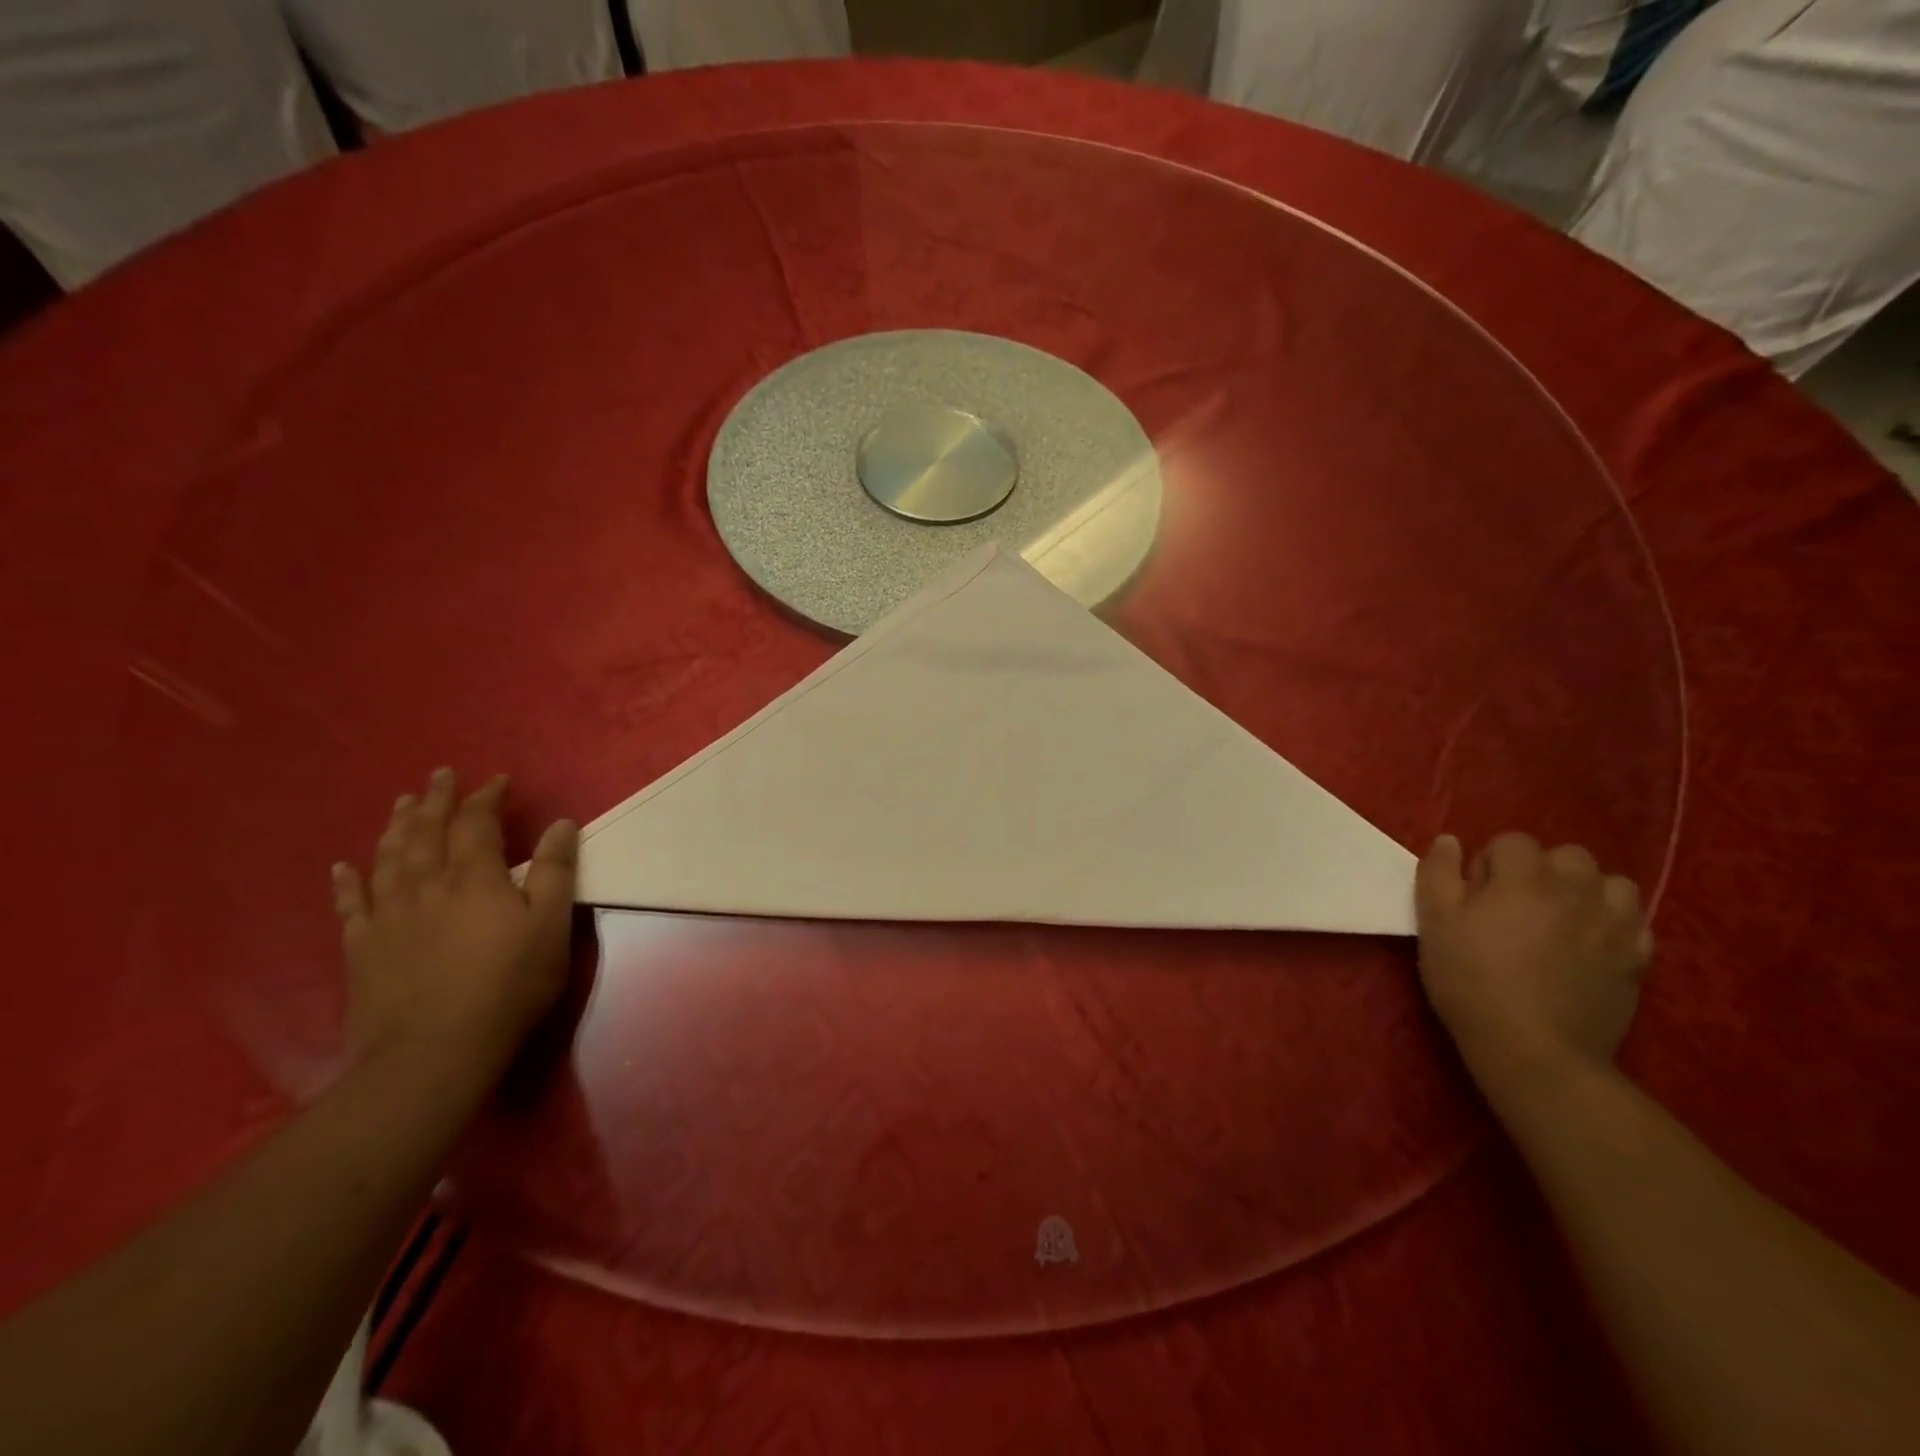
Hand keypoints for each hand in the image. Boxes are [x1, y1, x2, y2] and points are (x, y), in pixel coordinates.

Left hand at [332, 769, 577, 1073]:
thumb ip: (555, 871)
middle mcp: (426, 884)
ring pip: (388, 858)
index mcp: (474, 877)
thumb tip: (560, 823)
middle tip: (439, 775)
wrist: (435, 1051)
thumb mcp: (551, 926)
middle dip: (435, 800)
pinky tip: (343, 866)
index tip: (497, 780)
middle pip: (426, 831)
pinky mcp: (362, 948)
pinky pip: (350, 904)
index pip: (476, 822)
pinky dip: (347, 881)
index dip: (485, 797)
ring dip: (395, 826)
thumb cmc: (508, 985)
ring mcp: (388, 915)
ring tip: (400, 804)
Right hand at [1415, 833, 1653, 1100]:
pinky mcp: (1638, 958)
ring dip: (1586, 892)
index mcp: (1524, 877)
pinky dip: (1615, 923)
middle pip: (1567, 855)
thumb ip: (1438, 873)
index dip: (1488, 865)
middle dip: (1541, 872)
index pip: (1511, 841)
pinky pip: (1635, 921)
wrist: (1535, 1050)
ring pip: (1610, 883)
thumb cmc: (1471, 980)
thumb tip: (1450, 841)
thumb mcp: (1434, 923)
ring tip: (1561, 921)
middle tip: (1515, 909)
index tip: (1474, 899)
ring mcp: (1614, 924)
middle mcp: (1576, 889)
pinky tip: (1591, 945)